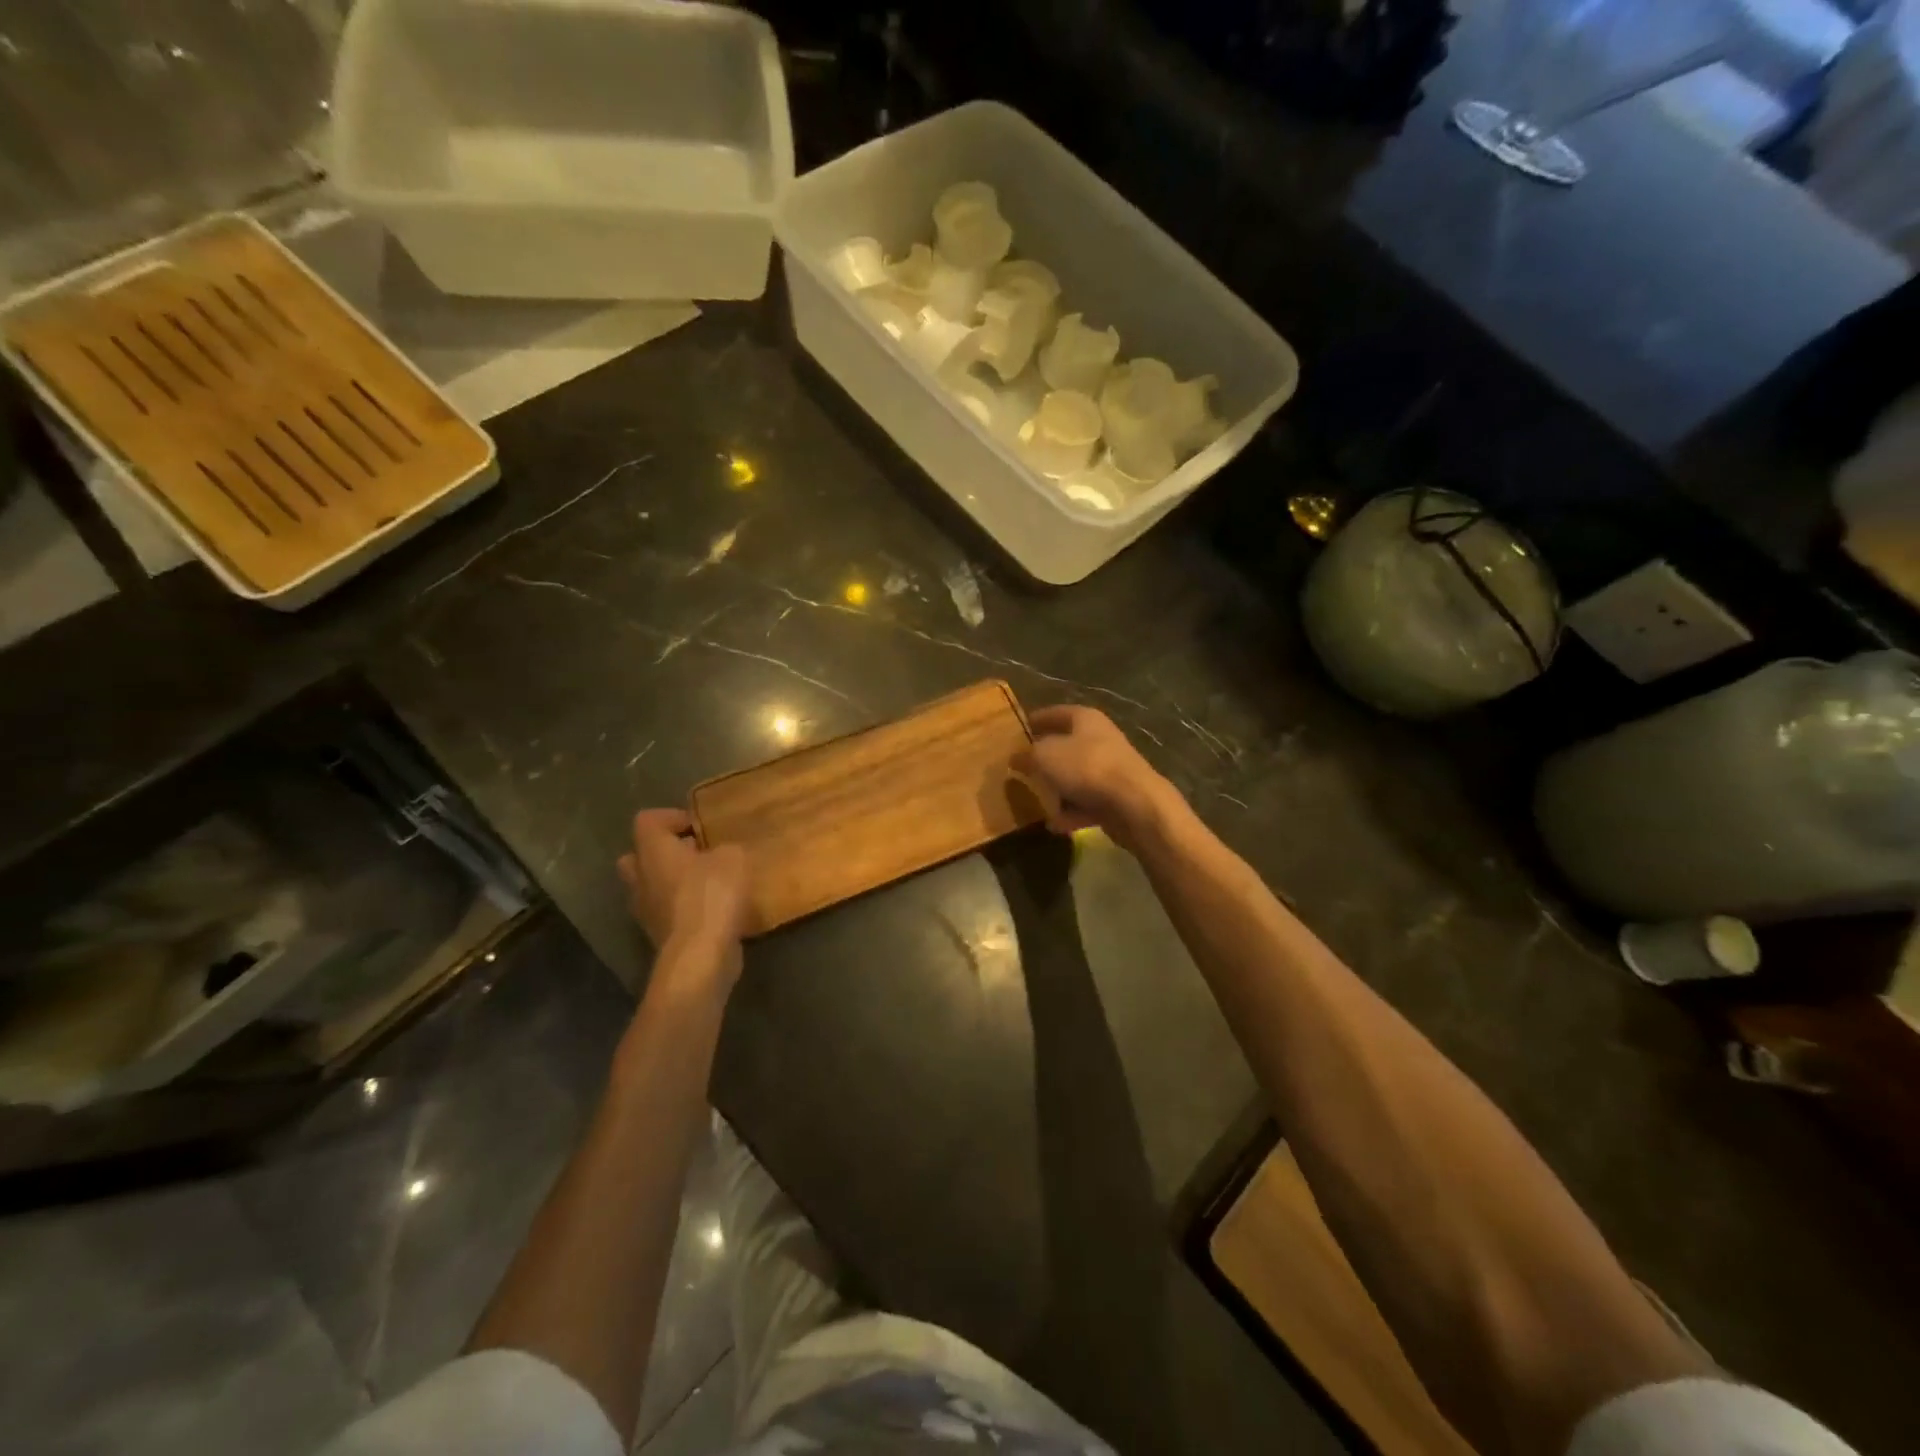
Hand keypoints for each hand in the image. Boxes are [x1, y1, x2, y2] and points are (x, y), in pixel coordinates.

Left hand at [618, 809, 750, 978]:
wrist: (699, 955)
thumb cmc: (711, 895)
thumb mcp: (733, 858)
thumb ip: (726, 849)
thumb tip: (723, 853)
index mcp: (653, 851)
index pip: (647, 820)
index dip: (671, 817)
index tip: (697, 826)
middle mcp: (640, 878)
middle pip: (638, 856)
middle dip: (664, 852)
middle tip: (695, 853)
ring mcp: (645, 910)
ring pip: (651, 886)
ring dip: (674, 882)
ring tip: (709, 882)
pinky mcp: (659, 935)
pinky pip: (667, 912)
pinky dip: (684, 908)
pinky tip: (713, 909)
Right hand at [1013, 705, 1181, 852]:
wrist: (1134, 803)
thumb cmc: (1086, 767)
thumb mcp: (1045, 756)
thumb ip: (1028, 755)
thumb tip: (1017, 757)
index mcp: (1086, 720)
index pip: (1057, 713)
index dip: (1037, 719)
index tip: (1019, 729)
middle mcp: (1101, 740)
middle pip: (1068, 745)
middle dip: (1046, 757)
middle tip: (1022, 767)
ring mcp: (1111, 770)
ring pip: (1077, 776)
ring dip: (1058, 788)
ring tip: (1035, 799)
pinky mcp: (1117, 798)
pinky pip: (1087, 803)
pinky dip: (1071, 813)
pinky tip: (1054, 825)